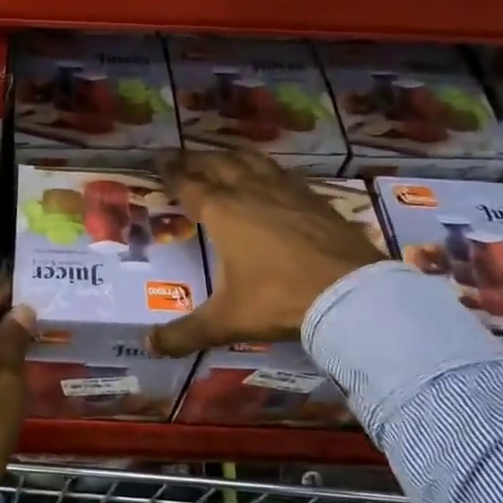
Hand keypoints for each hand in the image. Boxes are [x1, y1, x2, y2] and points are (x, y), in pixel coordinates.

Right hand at [149, 149, 385, 357]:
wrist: (351, 294)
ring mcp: (285, 190)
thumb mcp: (228, 321)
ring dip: (230, 155)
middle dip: (195, 158)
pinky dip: (265, 167)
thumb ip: (186, 333)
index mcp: (222, 213)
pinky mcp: (314, 197)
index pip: (188, 184)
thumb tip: (151, 346)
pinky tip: (269, 175)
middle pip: (217, 163)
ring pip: (251, 160)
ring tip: (220, 156)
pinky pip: (281, 172)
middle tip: (180, 155)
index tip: (158, 160)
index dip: (171, 171)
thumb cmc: (280, 300)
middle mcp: (250, 191)